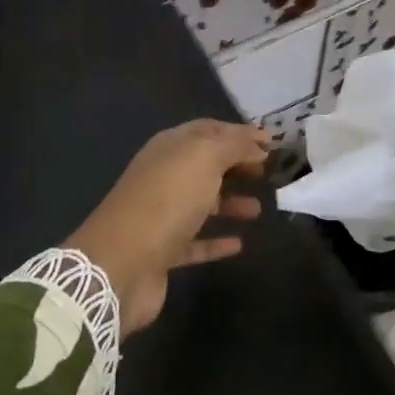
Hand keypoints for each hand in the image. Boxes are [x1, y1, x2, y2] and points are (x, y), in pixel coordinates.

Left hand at [68, 119, 269, 332]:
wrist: (122, 263)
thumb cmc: (167, 200)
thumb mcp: (204, 159)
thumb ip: (233, 145)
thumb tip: (257, 141)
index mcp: (169, 148)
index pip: (208, 130)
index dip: (240, 133)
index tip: (272, 143)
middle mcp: (163, 177)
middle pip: (205, 166)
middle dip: (237, 166)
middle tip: (269, 173)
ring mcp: (161, 216)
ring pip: (202, 203)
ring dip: (230, 203)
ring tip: (259, 209)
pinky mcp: (163, 252)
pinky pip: (196, 242)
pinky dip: (217, 241)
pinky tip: (239, 244)